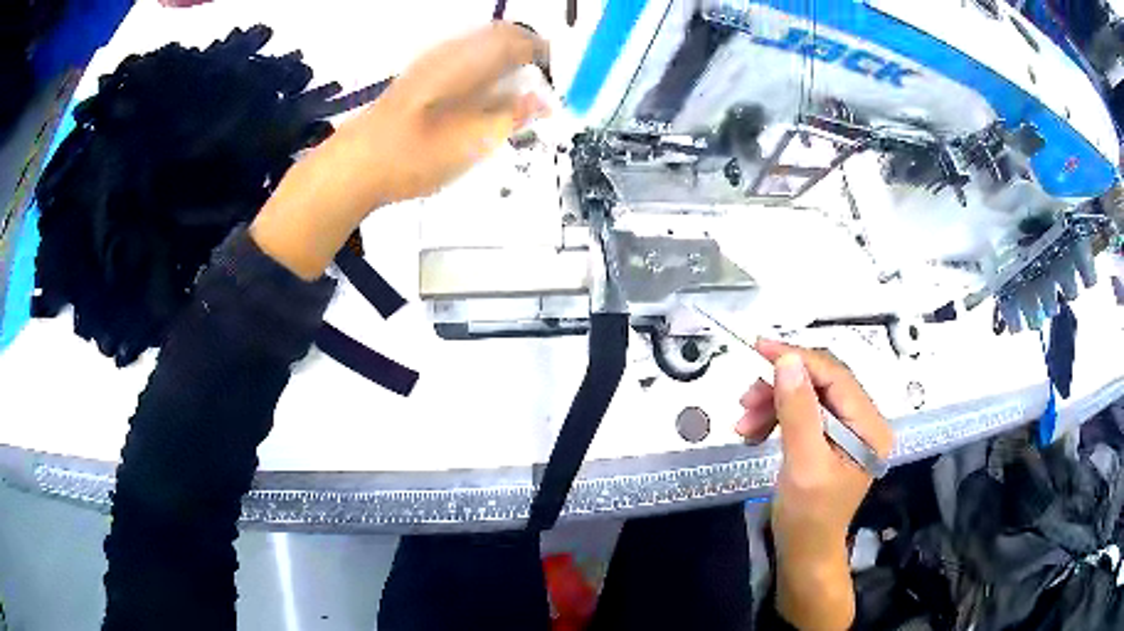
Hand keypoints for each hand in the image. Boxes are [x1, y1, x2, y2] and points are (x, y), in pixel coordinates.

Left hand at [344, 22, 550, 205]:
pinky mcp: (419, 77)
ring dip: (506, 60)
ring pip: (481, 45)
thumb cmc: (416, 155)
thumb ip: (512, 117)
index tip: (559, 77)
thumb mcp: (473, 143)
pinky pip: (464, 58)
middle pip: (500, 36)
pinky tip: (483, 97)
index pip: (519, 41)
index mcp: (467, 61)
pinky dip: (485, 69)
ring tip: (518, 92)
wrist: (357, 164)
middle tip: (542, 83)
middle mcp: (450, 52)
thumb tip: (544, 101)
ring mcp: (431, 62)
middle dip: (527, 53)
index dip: (545, 55)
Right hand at [737, 339, 893, 630]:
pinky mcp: (832, 439)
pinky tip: (755, 431)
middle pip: (822, 384)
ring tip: (743, 423)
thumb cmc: (808, 517)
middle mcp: (865, 422)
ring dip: (774, 403)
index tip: (759, 349)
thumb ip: (798, 411)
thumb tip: (787, 361)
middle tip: (745, 399)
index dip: (799, 359)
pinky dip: (777, 418)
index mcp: (870, 427)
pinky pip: (804, 414)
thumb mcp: (803, 464)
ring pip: (809, 396)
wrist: (804, 553)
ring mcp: (849, 430)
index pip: (836, 376)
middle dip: (781, 387)